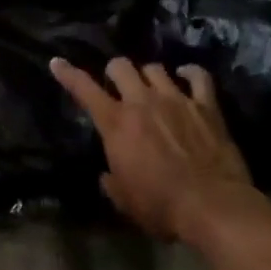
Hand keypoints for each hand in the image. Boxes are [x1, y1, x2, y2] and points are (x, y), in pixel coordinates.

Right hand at [50, 57, 250, 240]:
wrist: (213, 207)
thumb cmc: (161, 207)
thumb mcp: (124, 200)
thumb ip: (112, 181)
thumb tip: (108, 175)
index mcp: (116, 123)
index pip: (84, 89)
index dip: (68, 74)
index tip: (57, 62)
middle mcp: (142, 102)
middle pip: (120, 66)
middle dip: (115, 71)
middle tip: (117, 83)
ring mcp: (176, 100)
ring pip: (155, 68)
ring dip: (148, 75)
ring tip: (151, 85)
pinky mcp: (206, 106)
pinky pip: (198, 77)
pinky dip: (190, 74)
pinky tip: (187, 76)